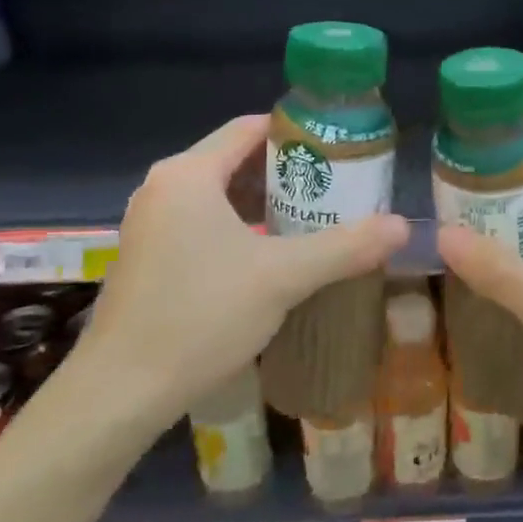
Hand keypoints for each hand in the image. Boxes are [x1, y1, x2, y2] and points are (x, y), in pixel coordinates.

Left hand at [73, 114, 409, 433]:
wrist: (119, 392)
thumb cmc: (200, 316)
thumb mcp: (282, 278)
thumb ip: (345, 247)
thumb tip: (402, 226)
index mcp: (189, 174)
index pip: (249, 129)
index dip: (297, 132)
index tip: (339, 148)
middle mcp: (163, 187)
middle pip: (235, 160)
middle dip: (287, 172)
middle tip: (336, 188)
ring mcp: (149, 222)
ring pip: (218, 195)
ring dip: (264, 204)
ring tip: (313, 218)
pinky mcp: (146, 255)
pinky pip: (201, 222)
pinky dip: (238, 227)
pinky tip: (269, 255)